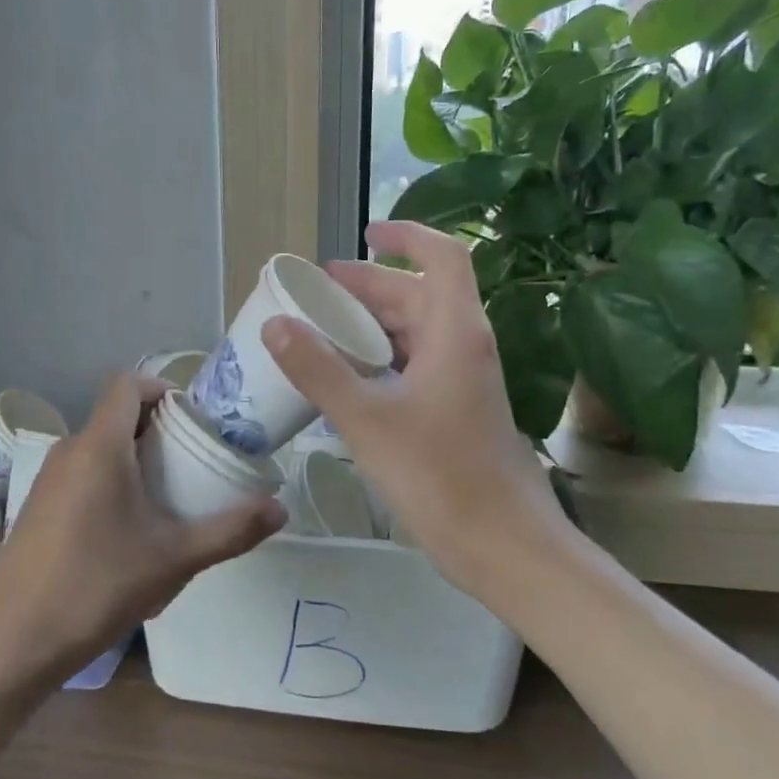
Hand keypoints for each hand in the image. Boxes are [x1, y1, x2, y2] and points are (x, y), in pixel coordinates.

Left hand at [0, 374, 285, 686]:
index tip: (193, 419)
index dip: (161, 388)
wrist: (16, 638)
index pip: (127, 383)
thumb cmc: (98, 585)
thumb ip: (230, 531)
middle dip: (156, 429)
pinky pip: (80, 472)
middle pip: (115, 415)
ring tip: (167, 494)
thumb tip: (280, 510)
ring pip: (97, 446)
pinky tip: (127, 526)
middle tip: (193, 460)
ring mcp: (47, 478)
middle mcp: (68, 450)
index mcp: (99, 446)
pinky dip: (108, 479)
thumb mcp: (174, 559)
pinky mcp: (37, 505)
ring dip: (132, 456)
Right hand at [260, 221, 573, 593]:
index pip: (442, 257)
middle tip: (317, 293)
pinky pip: (415, 367)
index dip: (405, 235)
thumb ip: (318, 370)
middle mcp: (464, 347)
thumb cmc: (439, 475)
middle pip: (419, 295)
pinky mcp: (456, 412)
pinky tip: (346, 380)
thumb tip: (276, 324)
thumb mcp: (367, 419)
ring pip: (417, 334)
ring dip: (373, 325)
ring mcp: (463, 382)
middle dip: (370, 286)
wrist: (503, 544)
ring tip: (323, 331)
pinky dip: (381, 361)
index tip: (365, 233)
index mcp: (454, 332)